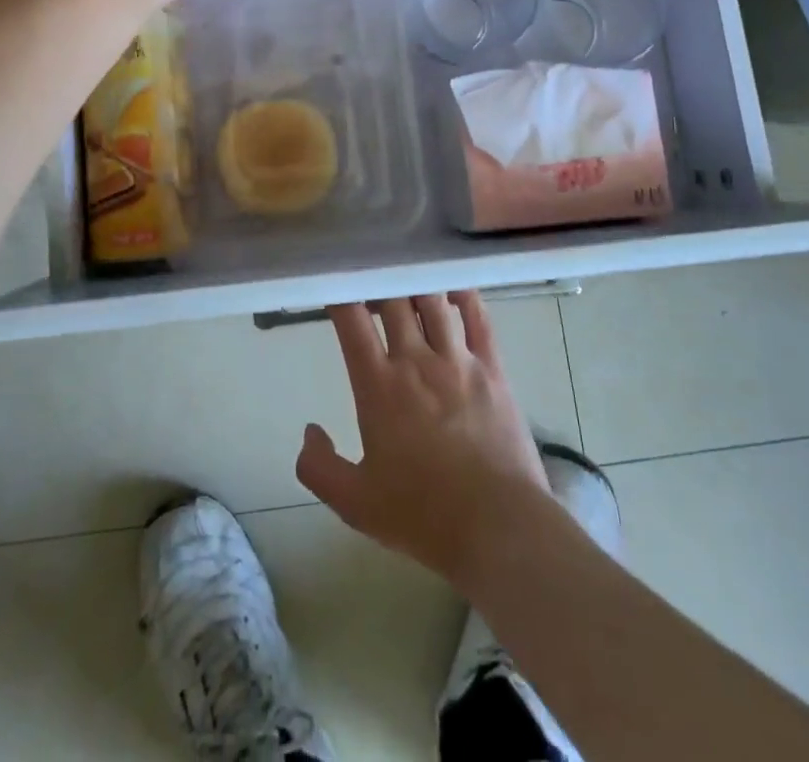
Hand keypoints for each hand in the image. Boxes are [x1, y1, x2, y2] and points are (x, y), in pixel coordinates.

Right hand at [296, 292, 550, 586]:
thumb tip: (309, 431)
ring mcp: (458, 360)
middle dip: (377, 281)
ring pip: (433, 300)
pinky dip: (465, 295)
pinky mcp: (493, 368)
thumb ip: (319, 467)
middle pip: (393, 299)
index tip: (333, 283)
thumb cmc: (423, 516)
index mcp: (378, 386)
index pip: (352, 320)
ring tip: (407, 280)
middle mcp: (416, 361)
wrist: (498, 529)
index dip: (340, 293)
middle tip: (370, 281)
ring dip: (416, 284)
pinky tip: (455, 286)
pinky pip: (478, 318)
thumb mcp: (355, 503)